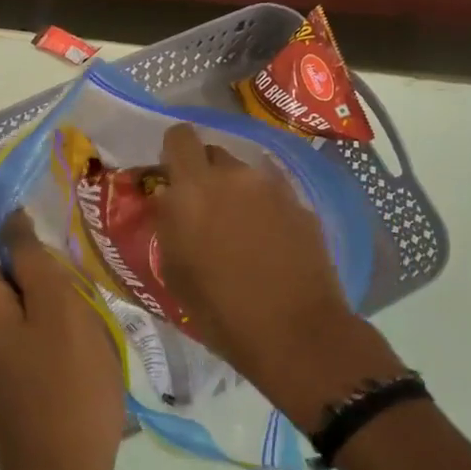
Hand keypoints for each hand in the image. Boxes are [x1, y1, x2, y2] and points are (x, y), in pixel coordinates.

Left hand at [0, 210, 125, 469]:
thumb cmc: (64, 387)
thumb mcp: (59, 309)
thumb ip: (32, 256)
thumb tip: (10, 220)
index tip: (28, 226)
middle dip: (22, 255)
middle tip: (70, 274)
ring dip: (37, 288)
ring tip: (80, 309)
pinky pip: (8, 325)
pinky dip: (37, 316)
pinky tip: (75, 340)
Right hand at [153, 124, 398, 427]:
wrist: (296, 332)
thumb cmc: (221, 310)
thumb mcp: (174, 270)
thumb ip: (168, 223)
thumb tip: (170, 202)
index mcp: (194, 188)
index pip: (179, 137)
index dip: (173, 153)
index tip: (172, 178)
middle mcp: (234, 176)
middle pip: (213, 154)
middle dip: (204, 175)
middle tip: (204, 211)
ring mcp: (273, 188)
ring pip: (245, 176)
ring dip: (236, 194)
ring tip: (239, 233)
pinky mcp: (302, 206)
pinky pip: (272, 196)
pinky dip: (264, 211)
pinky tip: (269, 245)